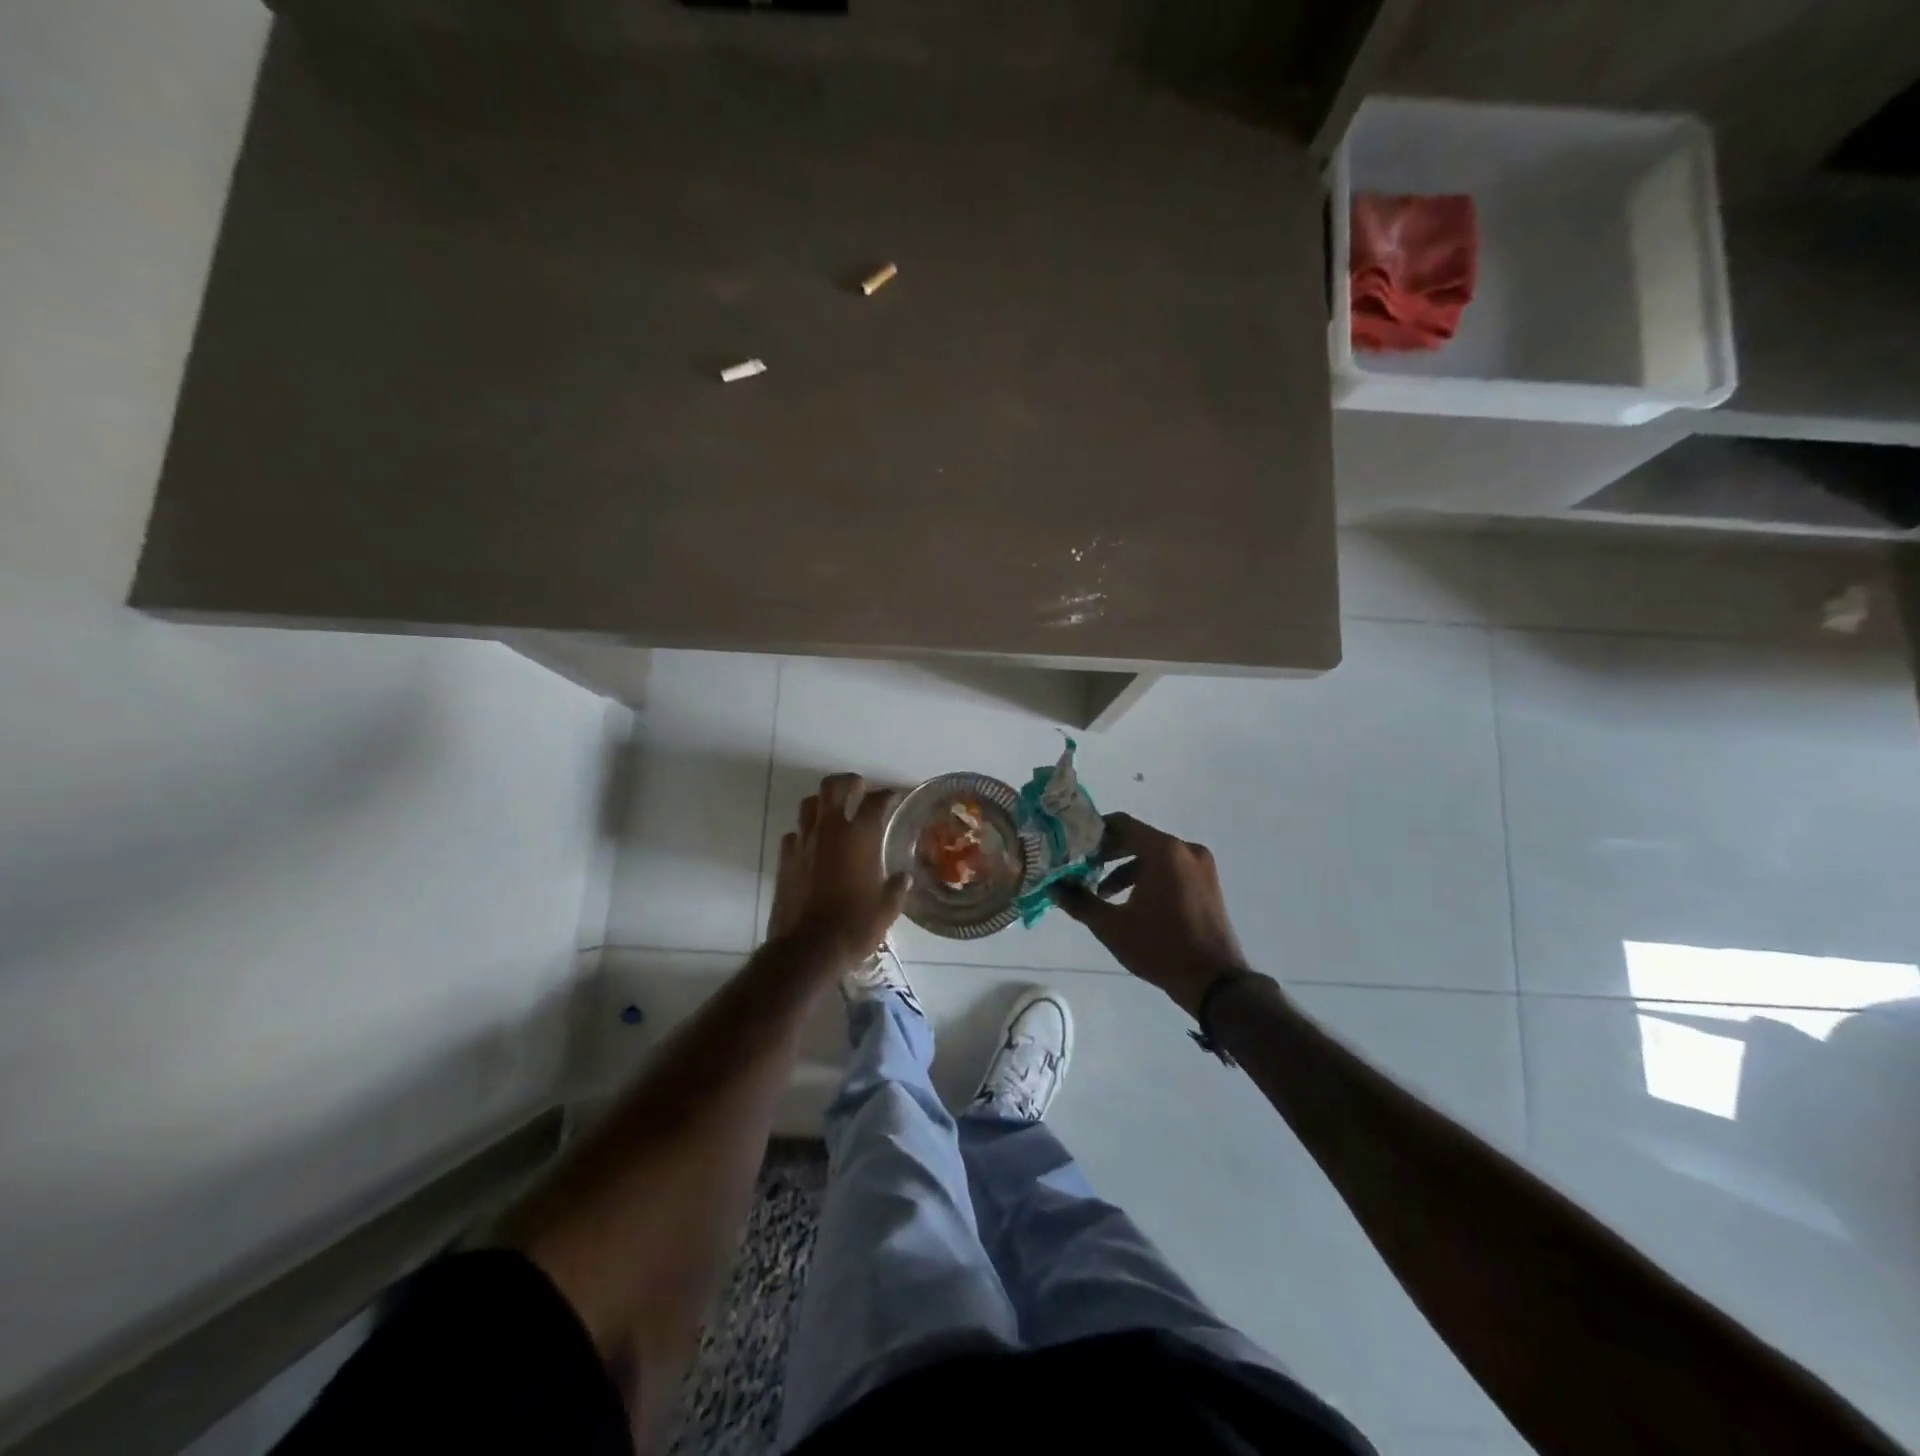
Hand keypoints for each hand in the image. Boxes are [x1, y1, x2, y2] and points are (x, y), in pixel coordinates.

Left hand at [766, 773, 910, 971]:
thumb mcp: (887, 909)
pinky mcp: (785, 860)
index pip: (875, 802)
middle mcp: (830, 831)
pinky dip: (804, 833)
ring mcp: (803, 843)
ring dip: (822, 803)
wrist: (808, 949)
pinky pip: (793, 835)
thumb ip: (897, 888)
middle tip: (858, 787)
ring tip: (833, 812)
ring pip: (808, 805)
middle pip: (833, 787)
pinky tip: (812, 846)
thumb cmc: (854, 926)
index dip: (887, 794)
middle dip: (847, 782)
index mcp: (859, 837)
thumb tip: (904, 878)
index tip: (894, 795)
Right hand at [1052, 812, 1249, 1016]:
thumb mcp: (1111, 926)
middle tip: (1081, 867)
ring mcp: (1200, 865)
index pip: (1121, 824)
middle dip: (1108, 852)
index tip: (1073, 845)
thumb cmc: (1160, 947)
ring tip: (1102, 891)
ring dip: (1126, 867)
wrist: (1214, 981)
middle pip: (1138, 837)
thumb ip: (1079, 901)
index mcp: (1164, 851)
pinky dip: (1149, 876)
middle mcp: (1185, 849)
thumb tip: (1053, 887)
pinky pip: (1171, 867)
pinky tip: (1131, 901)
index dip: (1094, 832)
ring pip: (1155, 854)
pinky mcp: (1207, 882)